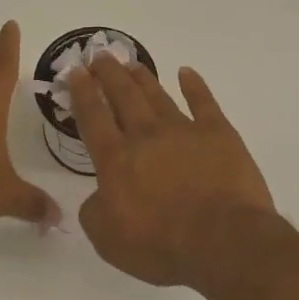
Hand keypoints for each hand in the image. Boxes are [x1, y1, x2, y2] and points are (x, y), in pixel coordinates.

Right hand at [66, 58, 275, 286]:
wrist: (223, 241)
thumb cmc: (161, 245)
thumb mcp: (108, 240)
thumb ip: (95, 212)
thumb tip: (100, 195)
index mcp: (115, 159)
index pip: (93, 117)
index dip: (82, 92)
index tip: (75, 71)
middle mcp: (146, 136)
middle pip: (123, 96)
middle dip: (108, 74)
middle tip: (99, 55)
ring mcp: (184, 131)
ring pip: (158, 96)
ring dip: (142, 77)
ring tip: (131, 62)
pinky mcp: (219, 134)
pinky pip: (204, 103)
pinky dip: (195, 86)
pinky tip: (187, 73)